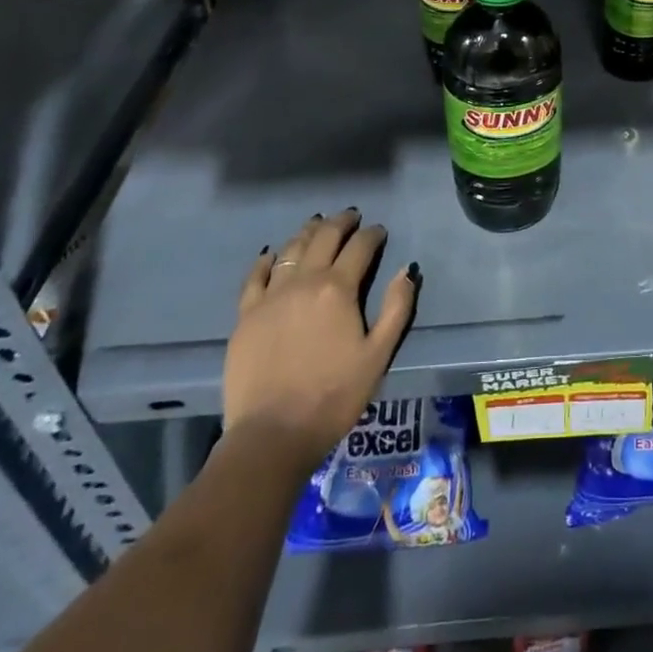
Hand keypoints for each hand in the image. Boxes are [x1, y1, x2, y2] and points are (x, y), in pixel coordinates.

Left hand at [223, 209, 417, 458]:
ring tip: (317, 224)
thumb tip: (406, 269)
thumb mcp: (378, 354)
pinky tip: (272, 253)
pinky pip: (255, 276)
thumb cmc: (334, 396)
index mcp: (338, 289)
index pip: (360, 247)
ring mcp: (270, 296)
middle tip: (352, 216)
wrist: (272, 435)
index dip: (373, 235)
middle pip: (323, 238)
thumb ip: (397, 308)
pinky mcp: (246, 315)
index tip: (380, 231)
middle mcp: (303, 282)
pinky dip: (266, 259)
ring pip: (290, 250)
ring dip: (308, 232)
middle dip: (341, 222)